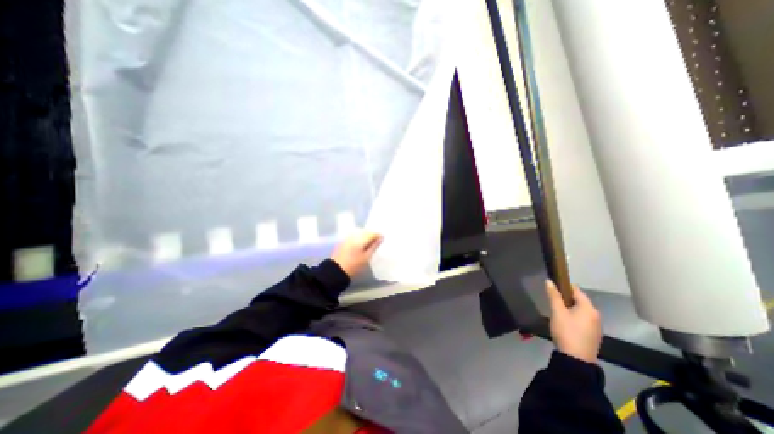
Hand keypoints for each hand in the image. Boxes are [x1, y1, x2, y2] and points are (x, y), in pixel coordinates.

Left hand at [331, 231, 381, 277]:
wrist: (337, 270)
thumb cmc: (354, 265)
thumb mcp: (366, 257)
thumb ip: (374, 246)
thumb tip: (380, 238)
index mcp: (360, 239)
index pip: (372, 233)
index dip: (378, 236)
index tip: (383, 240)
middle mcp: (353, 235)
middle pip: (366, 231)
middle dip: (372, 235)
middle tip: (377, 241)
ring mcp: (348, 237)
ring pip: (360, 233)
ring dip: (365, 236)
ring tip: (370, 243)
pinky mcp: (344, 240)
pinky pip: (355, 235)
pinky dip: (359, 238)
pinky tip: (361, 244)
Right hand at [540, 279, 600, 363]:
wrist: (576, 359)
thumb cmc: (566, 331)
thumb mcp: (557, 312)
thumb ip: (553, 295)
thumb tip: (549, 281)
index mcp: (589, 308)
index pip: (576, 290)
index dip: (563, 286)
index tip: (552, 287)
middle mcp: (595, 315)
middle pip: (578, 300)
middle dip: (565, 298)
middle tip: (551, 300)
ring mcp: (595, 325)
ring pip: (579, 310)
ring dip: (568, 307)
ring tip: (555, 310)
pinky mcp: (592, 334)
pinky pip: (582, 319)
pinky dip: (572, 316)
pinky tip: (563, 321)